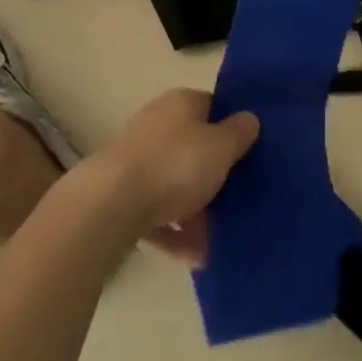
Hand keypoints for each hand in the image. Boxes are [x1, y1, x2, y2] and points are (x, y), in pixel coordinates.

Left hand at [91, 89, 258, 264]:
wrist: (110, 206)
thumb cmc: (175, 165)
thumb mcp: (221, 147)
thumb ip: (239, 133)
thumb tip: (249, 119)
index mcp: (181, 103)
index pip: (213, 106)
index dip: (233, 127)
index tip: (251, 151)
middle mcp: (157, 124)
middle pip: (194, 147)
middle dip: (215, 176)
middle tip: (239, 199)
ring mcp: (136, 161)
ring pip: (176, 183)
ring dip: (196, 211)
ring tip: (217, 241)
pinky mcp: (121, 196)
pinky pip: (157, 213)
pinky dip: (175, 232)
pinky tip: (194, 256)